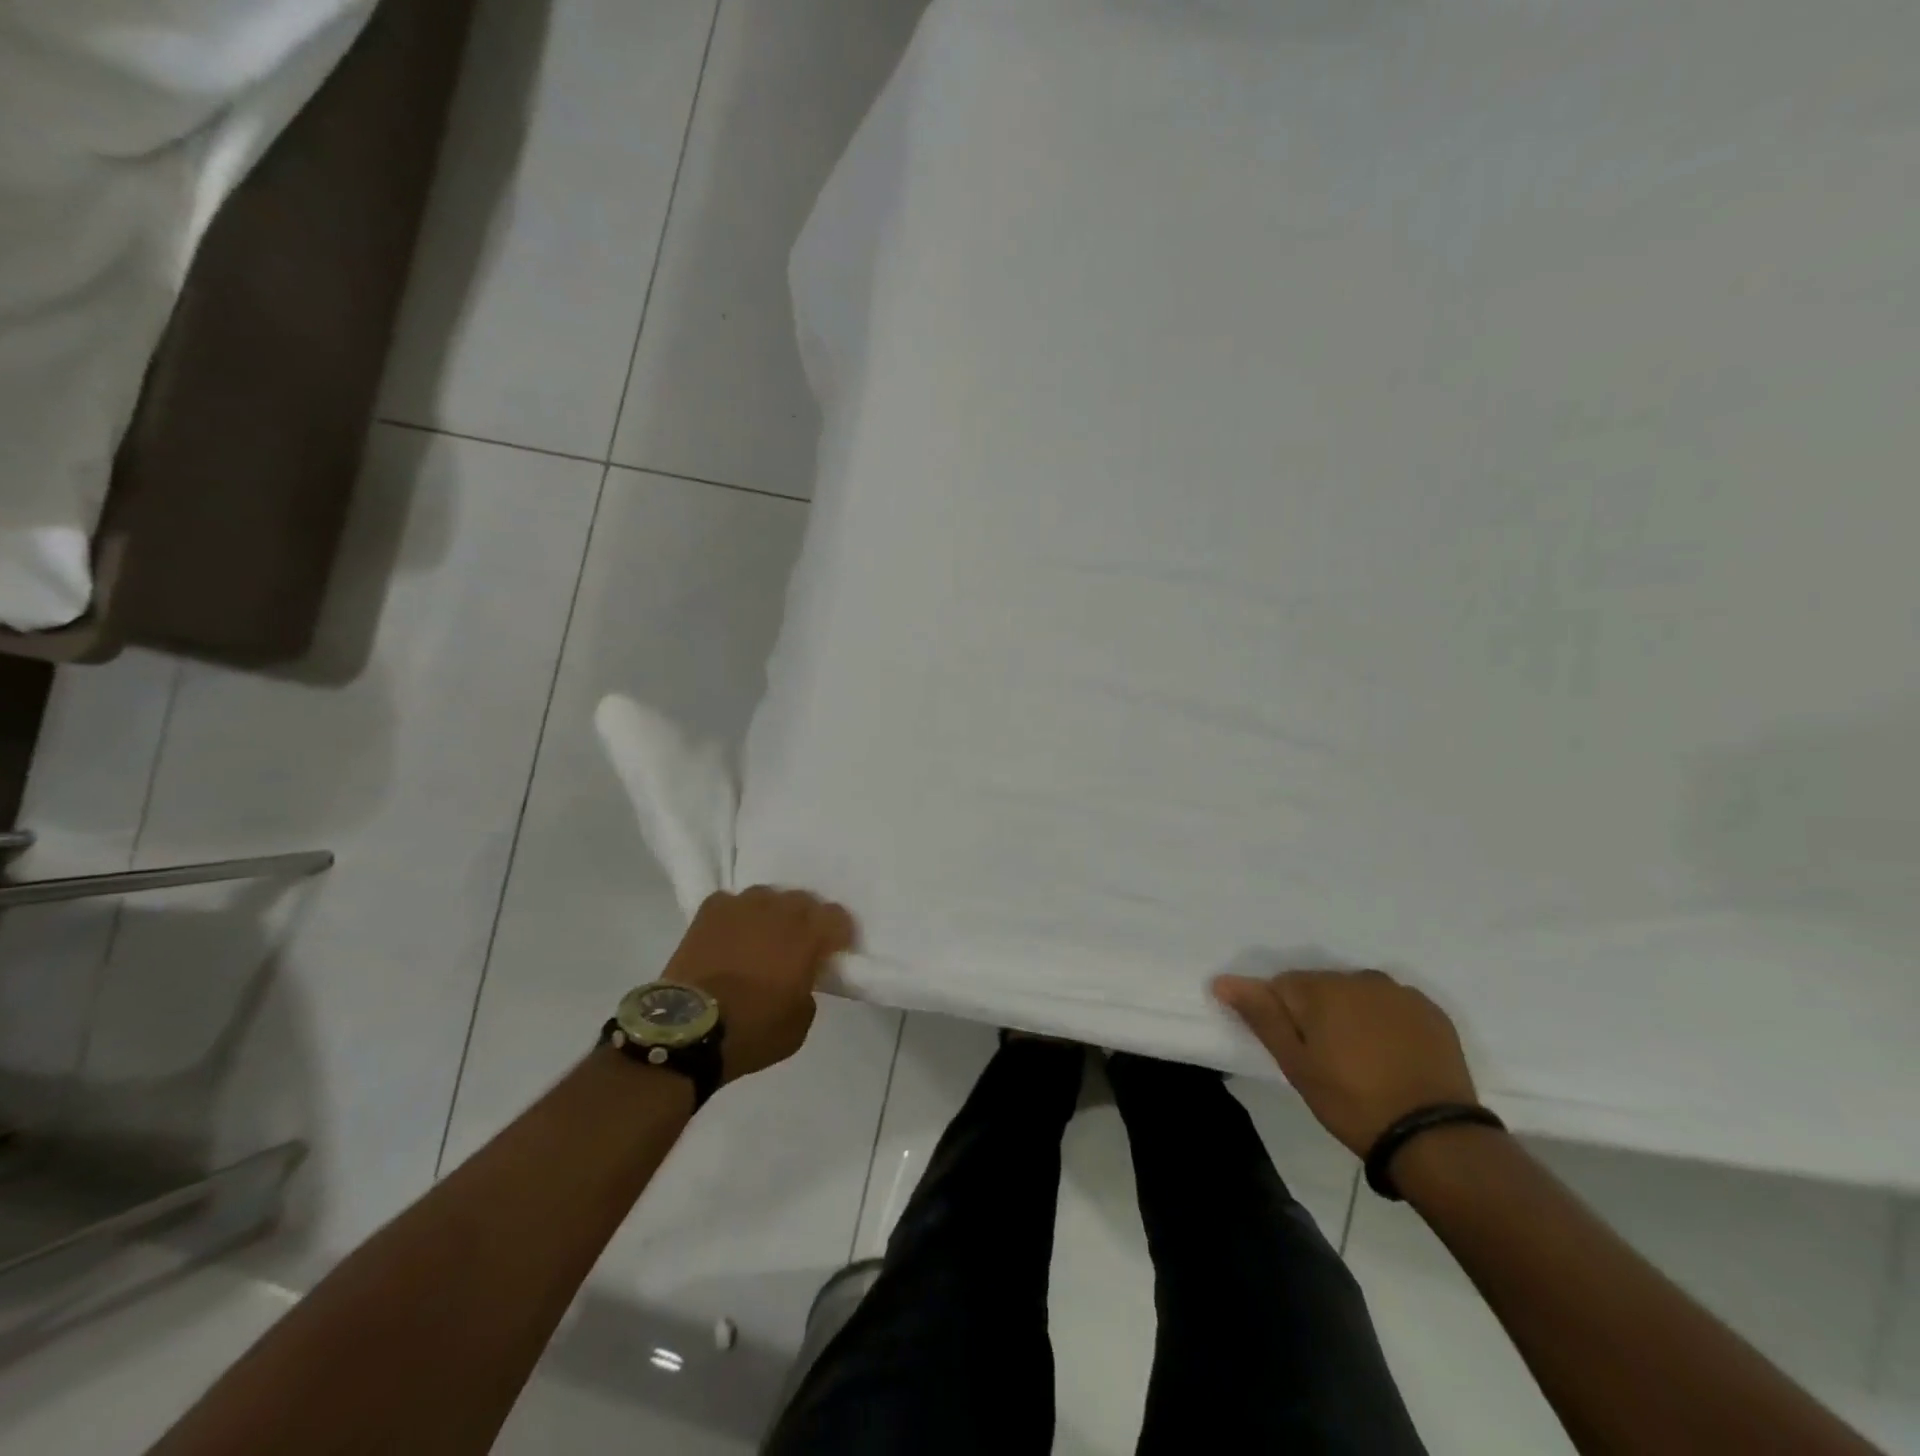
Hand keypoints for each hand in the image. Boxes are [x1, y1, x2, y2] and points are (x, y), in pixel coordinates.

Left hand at [662, 888, 855, 1082]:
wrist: (687, 1031)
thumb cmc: (752, 1031)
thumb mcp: (799, 1024)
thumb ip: (808, 991)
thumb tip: (799, 979)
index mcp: (808, 936)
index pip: (837, 916)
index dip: (839, 934)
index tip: (834, 952)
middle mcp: (780, 911)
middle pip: (803, 901)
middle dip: (806, 921)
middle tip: (798, 946)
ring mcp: (743, 906)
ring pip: (768, 897)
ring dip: (771, 914)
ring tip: (762, 936)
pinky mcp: (711, 911)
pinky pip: (731, 903)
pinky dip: (736, 916)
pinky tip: (731, 934)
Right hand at [1211, 968, 1478, 1156]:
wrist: (1436, 1139)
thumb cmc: (1352, 1101)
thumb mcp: (1296, 1064)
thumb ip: (1261, 1015)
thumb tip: (1222, 980)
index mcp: (1322, 987)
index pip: (1282, 986)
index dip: (1283, 1018)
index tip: (1297, 1052)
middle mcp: (1360, 978)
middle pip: (1321, 987)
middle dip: (1317, 1014)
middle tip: (1327, 1061)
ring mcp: (1401, 994)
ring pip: (1357, 995)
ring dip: (1351, 1016)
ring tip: (1361, 1060)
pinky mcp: (1433, 1013)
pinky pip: (1393, 1007)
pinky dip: (1385, 1023)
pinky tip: (1392, 1057)